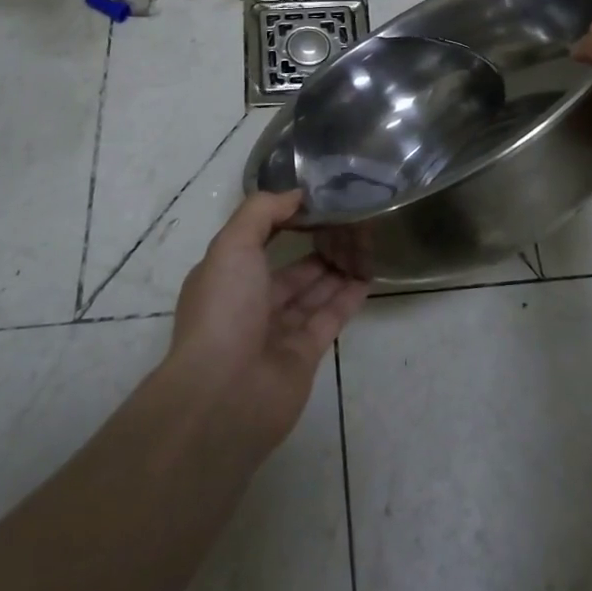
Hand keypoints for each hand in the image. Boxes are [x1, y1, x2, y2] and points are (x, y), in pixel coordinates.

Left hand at [166, 190, 368, 452]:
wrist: (224, 396)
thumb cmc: (224, 310)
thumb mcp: (233, 245)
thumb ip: (262, 212)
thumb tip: (295, 194)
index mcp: (225, 276)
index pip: (257, 241)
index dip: (284, 221)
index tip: (315, 201)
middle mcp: (249, 303)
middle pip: (289, 270)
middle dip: (316, 246)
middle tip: (350, 222)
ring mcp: (277, 332)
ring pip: (311, 293)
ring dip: (335, 269)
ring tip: (364, 242)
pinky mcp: (304, 355)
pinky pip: (329, 318)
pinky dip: (347, 298)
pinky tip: (368, 275)